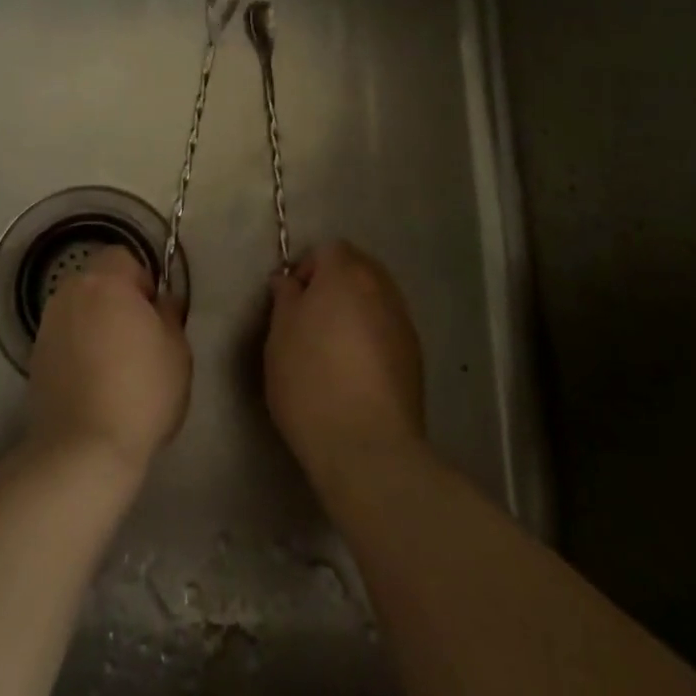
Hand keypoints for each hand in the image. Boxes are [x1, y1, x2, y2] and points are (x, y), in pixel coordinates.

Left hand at [26, 246, 191, 473]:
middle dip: (115, 299)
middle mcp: (69, 294)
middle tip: (137, 337)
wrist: (83, 448)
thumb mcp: (177, 350)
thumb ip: (170, 314)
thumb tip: (161, 301)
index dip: (141, 280)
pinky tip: (91, 381)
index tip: (153, 314)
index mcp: (105, 282)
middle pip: (96, 280)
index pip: (122, 256)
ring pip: (78, 309)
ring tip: (113, 362)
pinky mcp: (34, 357)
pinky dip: (77, 348)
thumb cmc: (141, 391)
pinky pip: (64, 337)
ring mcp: (47, 325)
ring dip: (95, 323)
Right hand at [265, 240, 426, 491]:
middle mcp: (381, 288)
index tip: (292, 302)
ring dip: (356, 310)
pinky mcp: (416, 356)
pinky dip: (372, 336)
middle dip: (335, 285)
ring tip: (333, 347)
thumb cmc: (310, 381)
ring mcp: (403, 322)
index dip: (308, 269)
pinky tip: (356, 370)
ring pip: (376, 299)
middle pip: (358, 268)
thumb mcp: (279, 336)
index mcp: (345, 275)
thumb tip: (289, 282)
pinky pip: (388, 328)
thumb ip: (285, 299)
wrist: (367, 446)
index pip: (329, 249)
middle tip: (310, 321)